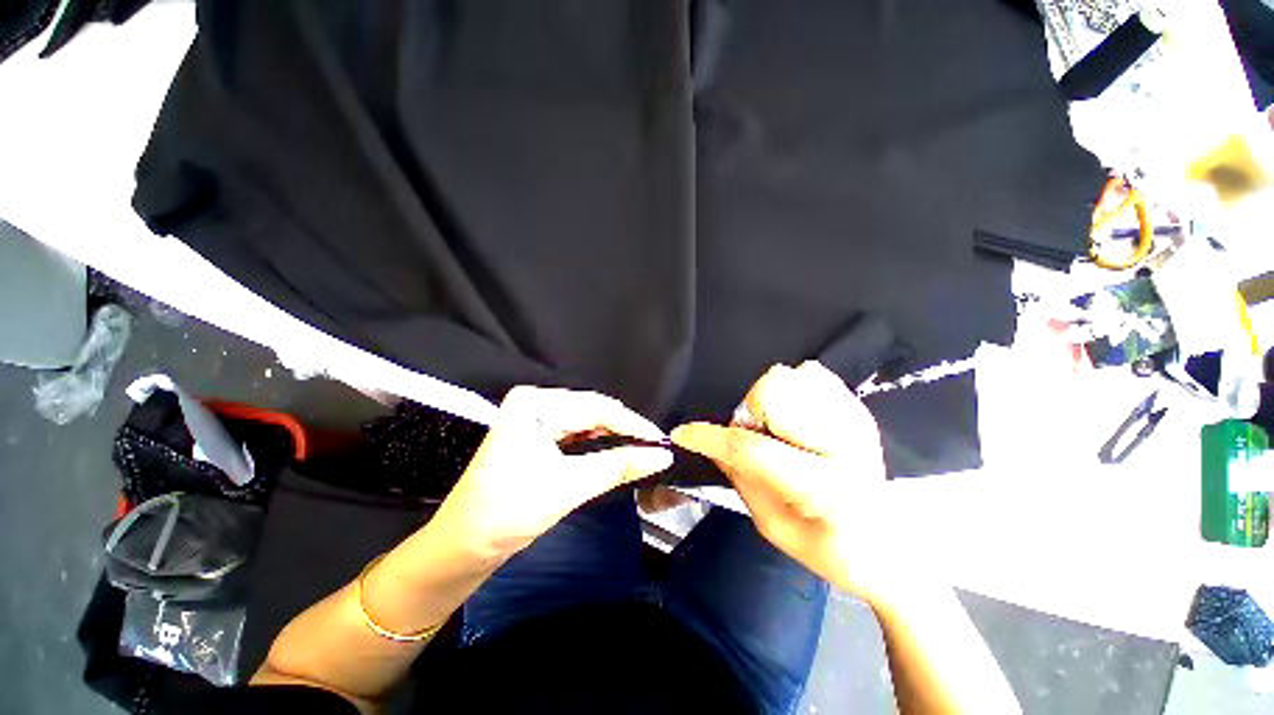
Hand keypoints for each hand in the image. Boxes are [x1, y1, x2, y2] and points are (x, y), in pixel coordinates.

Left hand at [429, 387, 673, 558]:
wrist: (463, 545)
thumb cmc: (509, 512)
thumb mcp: (569, 486)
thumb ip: (619, 466)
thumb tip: (661, 455)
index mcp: (536, 404)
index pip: (596, 407)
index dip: (632, 424)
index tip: (660, 441)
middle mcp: (535, 402)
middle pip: (592, 410)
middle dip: (623, 430)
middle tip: (652, 448)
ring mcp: (533, 416)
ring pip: (586, 421)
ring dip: (611, 436)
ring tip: (638, 450)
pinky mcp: (535, 433)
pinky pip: (575, 431)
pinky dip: (595, 443)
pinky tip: (612, 451)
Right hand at [672, 361, 925, 604]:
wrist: (892, 546)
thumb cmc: (831, 551)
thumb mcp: (774, 527)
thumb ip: (740, 479)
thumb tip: (710, 444)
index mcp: (824, 487)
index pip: (752, 449)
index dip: (710, 437)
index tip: (683, 433)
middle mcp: (844, 443)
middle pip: (772, 394)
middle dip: (750, 415)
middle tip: (757, 441)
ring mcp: (856, 419)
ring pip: (789, 377)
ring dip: (769, 403)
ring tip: (779, 431)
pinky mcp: (858, 408)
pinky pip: (810, 374)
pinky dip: (791, 390)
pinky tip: (797, 418)